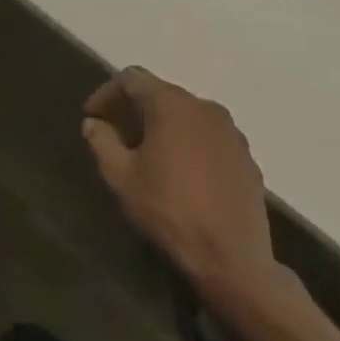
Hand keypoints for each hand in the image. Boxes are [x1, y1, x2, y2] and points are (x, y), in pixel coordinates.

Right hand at [83, 67, 288, 312]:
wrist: (233, 261)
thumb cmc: (170, 211)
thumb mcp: (121, 177)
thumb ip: (102, 141)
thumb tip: (94, 124)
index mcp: (171, 103)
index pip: (131, 79)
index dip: (106, 93)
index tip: (92, 116)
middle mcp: (204, 106)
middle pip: (160, 93)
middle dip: (134, 109)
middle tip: (115, 134)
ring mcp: (231, 131)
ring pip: (186, 115)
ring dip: (163, 125)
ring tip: (147, 153)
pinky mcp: (247, 157)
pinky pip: (208, 137)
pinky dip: (189, 143)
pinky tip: (180, 171)